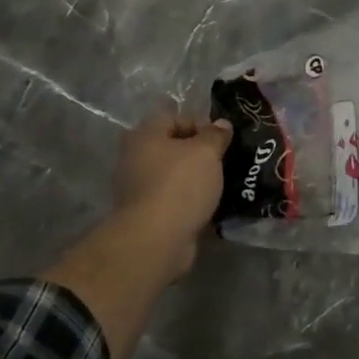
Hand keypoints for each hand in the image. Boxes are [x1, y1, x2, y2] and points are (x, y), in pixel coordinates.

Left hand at [110, 107, 230, 280]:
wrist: (156, 241)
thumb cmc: (180, 185)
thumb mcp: (206, 152)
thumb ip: (216, 135)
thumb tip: (222, 124)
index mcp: (144, 136)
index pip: (174, 118)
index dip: (200, 125)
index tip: (222, 140)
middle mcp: (135, 159)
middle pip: (173, 148)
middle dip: (199, 155)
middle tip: (224, 161)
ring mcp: (138, 190)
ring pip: (174, 176)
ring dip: (196, 180)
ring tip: (222, 186)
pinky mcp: (146, 216)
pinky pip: (173, 201)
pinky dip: (190, 203)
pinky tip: (210, 208)